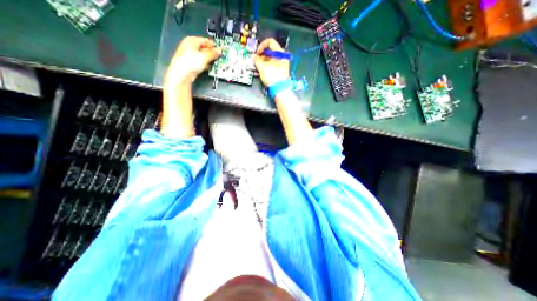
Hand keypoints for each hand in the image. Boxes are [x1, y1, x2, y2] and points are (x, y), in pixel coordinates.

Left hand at [166, 36, 219, 85]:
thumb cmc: (188, 63)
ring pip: (203, 56)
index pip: (205, 40)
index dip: (213, 46)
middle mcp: (189, 46)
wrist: (182, 74)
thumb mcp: (204, 57)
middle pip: (204, 48)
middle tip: (218, 57)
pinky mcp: (191, 64)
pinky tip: (208, 67)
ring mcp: (190, 56)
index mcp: (191, 40)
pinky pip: (200, 62)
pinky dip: (205, 65)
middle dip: (211, 53)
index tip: (219, 50)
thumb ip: (213, 53)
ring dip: (209, 60)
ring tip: (214, 63)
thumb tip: (218, 51)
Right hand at [255, 38, 291, 85]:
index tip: (257, 53)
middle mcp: (282, 57)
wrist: (280, 89)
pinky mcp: (280, 72)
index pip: (270, 42)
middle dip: (260, 56)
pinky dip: (265, 68)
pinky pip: (271, 67)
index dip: (261, 46)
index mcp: (280, 52)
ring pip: (269, 60)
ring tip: (256, 68)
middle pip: (269, 52)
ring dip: (262, 63)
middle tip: (255, 61)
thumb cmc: (273, 77)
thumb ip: (256, 60)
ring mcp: (281, 65)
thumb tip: (254, 57)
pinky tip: (260, 72)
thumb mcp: (262, 67)